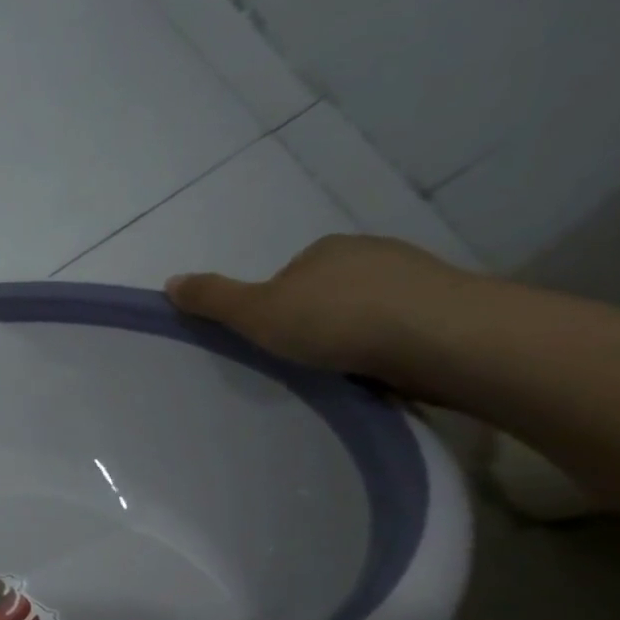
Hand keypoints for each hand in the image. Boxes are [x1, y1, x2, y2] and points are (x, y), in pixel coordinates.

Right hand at [165, 234, 478, 385]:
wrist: (442, 337)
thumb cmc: (337, 319)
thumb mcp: (255, 312)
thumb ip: (213, 299)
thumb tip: (170, 282)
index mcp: (325, 249)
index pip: (288, 275)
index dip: (273, 307)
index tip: (271, 339)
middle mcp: (372, 253)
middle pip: (327, 290)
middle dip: (315, 319)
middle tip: (302, 358)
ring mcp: (416, 279)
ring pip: (368, 308)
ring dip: (354, 334)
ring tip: (342, 369)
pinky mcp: (449, 308)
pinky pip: (402, 327)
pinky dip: (387, 345)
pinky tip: (380, 370)